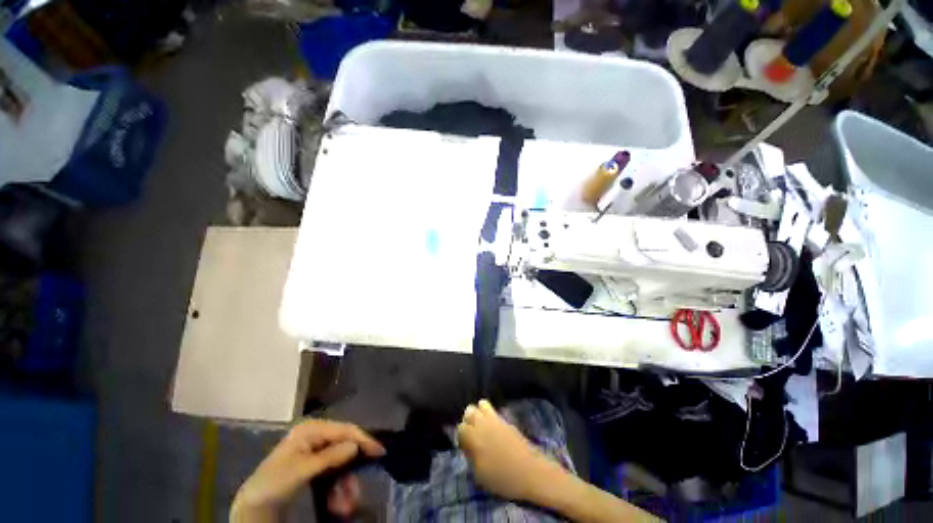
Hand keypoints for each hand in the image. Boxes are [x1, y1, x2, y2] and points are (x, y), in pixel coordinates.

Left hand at [232, 419, 383, 517]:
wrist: (253, 504)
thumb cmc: (275, 481)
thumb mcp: (302, 470)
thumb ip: (330, 457)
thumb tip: (355, 446)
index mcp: (312, 429)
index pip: (344, 430)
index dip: (362, 439)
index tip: (379, 452)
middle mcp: (316, 436)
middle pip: (344, 447)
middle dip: (351, 471)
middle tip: (358, 491)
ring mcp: (314, 450)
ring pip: (340, 463)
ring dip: (344, 485)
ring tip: (346, 506)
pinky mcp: (314, 465)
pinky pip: (332, 473)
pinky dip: (336, 488)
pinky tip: (337, 504)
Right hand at [457, 400, 561, 501]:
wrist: (531, 471)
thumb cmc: (503, 477)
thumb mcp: (480, 475)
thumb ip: (470, 457)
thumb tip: (467, 447)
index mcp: (474, 436)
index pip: (460, 427)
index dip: (461, 437)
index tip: (465, 447)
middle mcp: (483, 423)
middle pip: (469, 410)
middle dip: (468, 420)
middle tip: (472, 434)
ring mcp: (496, 419)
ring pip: (481, 404)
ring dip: (479, 413)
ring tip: (482, 427)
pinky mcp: (506, 420)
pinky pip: (493, 411)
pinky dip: (490, 416)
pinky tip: (493, 429)